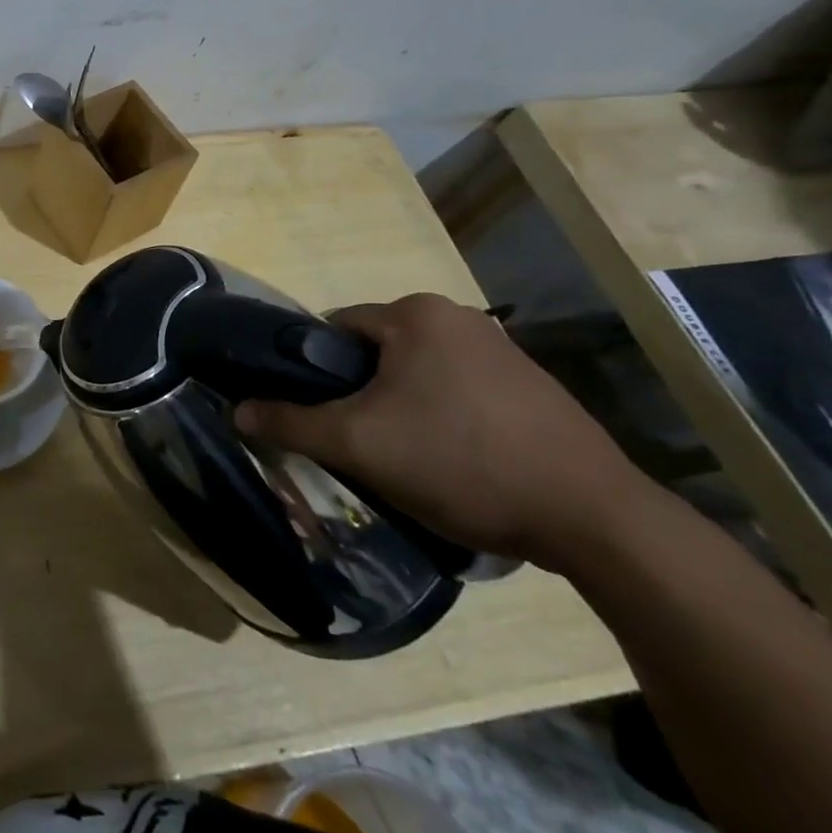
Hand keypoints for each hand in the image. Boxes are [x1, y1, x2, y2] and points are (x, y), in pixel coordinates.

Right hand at [235, 294, 652, 570]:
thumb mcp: (359, 445)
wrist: (594, 519)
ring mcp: (500, 349)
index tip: (320, 416)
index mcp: (415, 313)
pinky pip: (456, 389)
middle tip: (360, 443)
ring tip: (404, 458)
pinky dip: (440, 416)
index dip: (315, 373)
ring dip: (398, 407)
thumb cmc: (462, 462)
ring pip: (414, 373)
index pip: (334, 329)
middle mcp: (457, 316)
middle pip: (374, 352)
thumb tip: (236, 411)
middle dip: (359, 394)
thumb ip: (290, 423)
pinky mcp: (529, 384)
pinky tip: (451, 460)